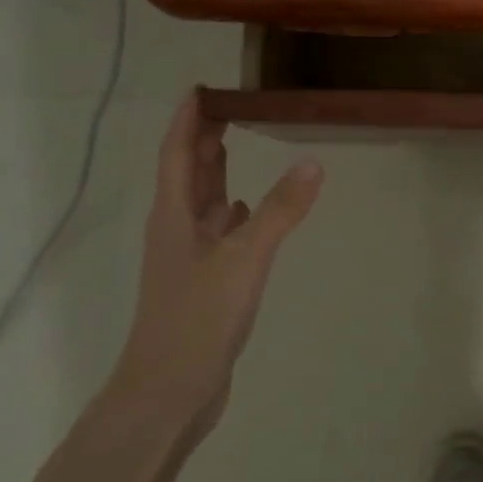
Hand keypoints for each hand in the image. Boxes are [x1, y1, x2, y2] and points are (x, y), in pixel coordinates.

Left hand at [109, 91, 322, 437]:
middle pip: (187, 174)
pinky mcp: (205, 282)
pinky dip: (234, 212)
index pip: (178, 154)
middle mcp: (178, 230)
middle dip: (203, 139)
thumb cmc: (196, 319)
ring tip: (237, 145)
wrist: (168, 393)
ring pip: (203, 203)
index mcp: (175, 217)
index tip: (202, 88)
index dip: (187, 120)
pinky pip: (220, 232)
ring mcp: (190, 258)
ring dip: (217, 173)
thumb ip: (280, 211)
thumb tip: (314, 162)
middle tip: (229, 107)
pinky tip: (250, 211)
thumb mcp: (244, 260)